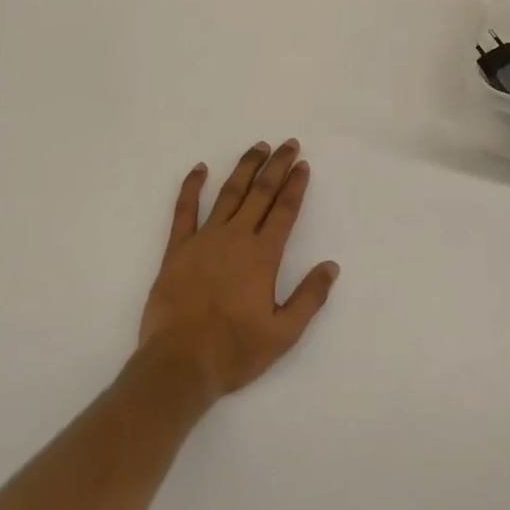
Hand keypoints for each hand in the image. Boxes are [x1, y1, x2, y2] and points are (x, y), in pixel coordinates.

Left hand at [138, 140, 339, 401]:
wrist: (178, 364)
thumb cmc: (234, 351)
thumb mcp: (283, 334)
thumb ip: (309, 297)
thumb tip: (331, 266)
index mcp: (262, 256)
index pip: (284, 210)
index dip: (295, 185)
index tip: (303, 165)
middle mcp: (236, 238)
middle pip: (260, 193)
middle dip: (276, 166)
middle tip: (288, 144)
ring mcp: (204, 240)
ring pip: (229, 193)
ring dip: (245, 168)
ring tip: (258, 148)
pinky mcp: (177, 249)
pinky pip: (184, 210)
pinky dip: (192, 187)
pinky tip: (200, 169)